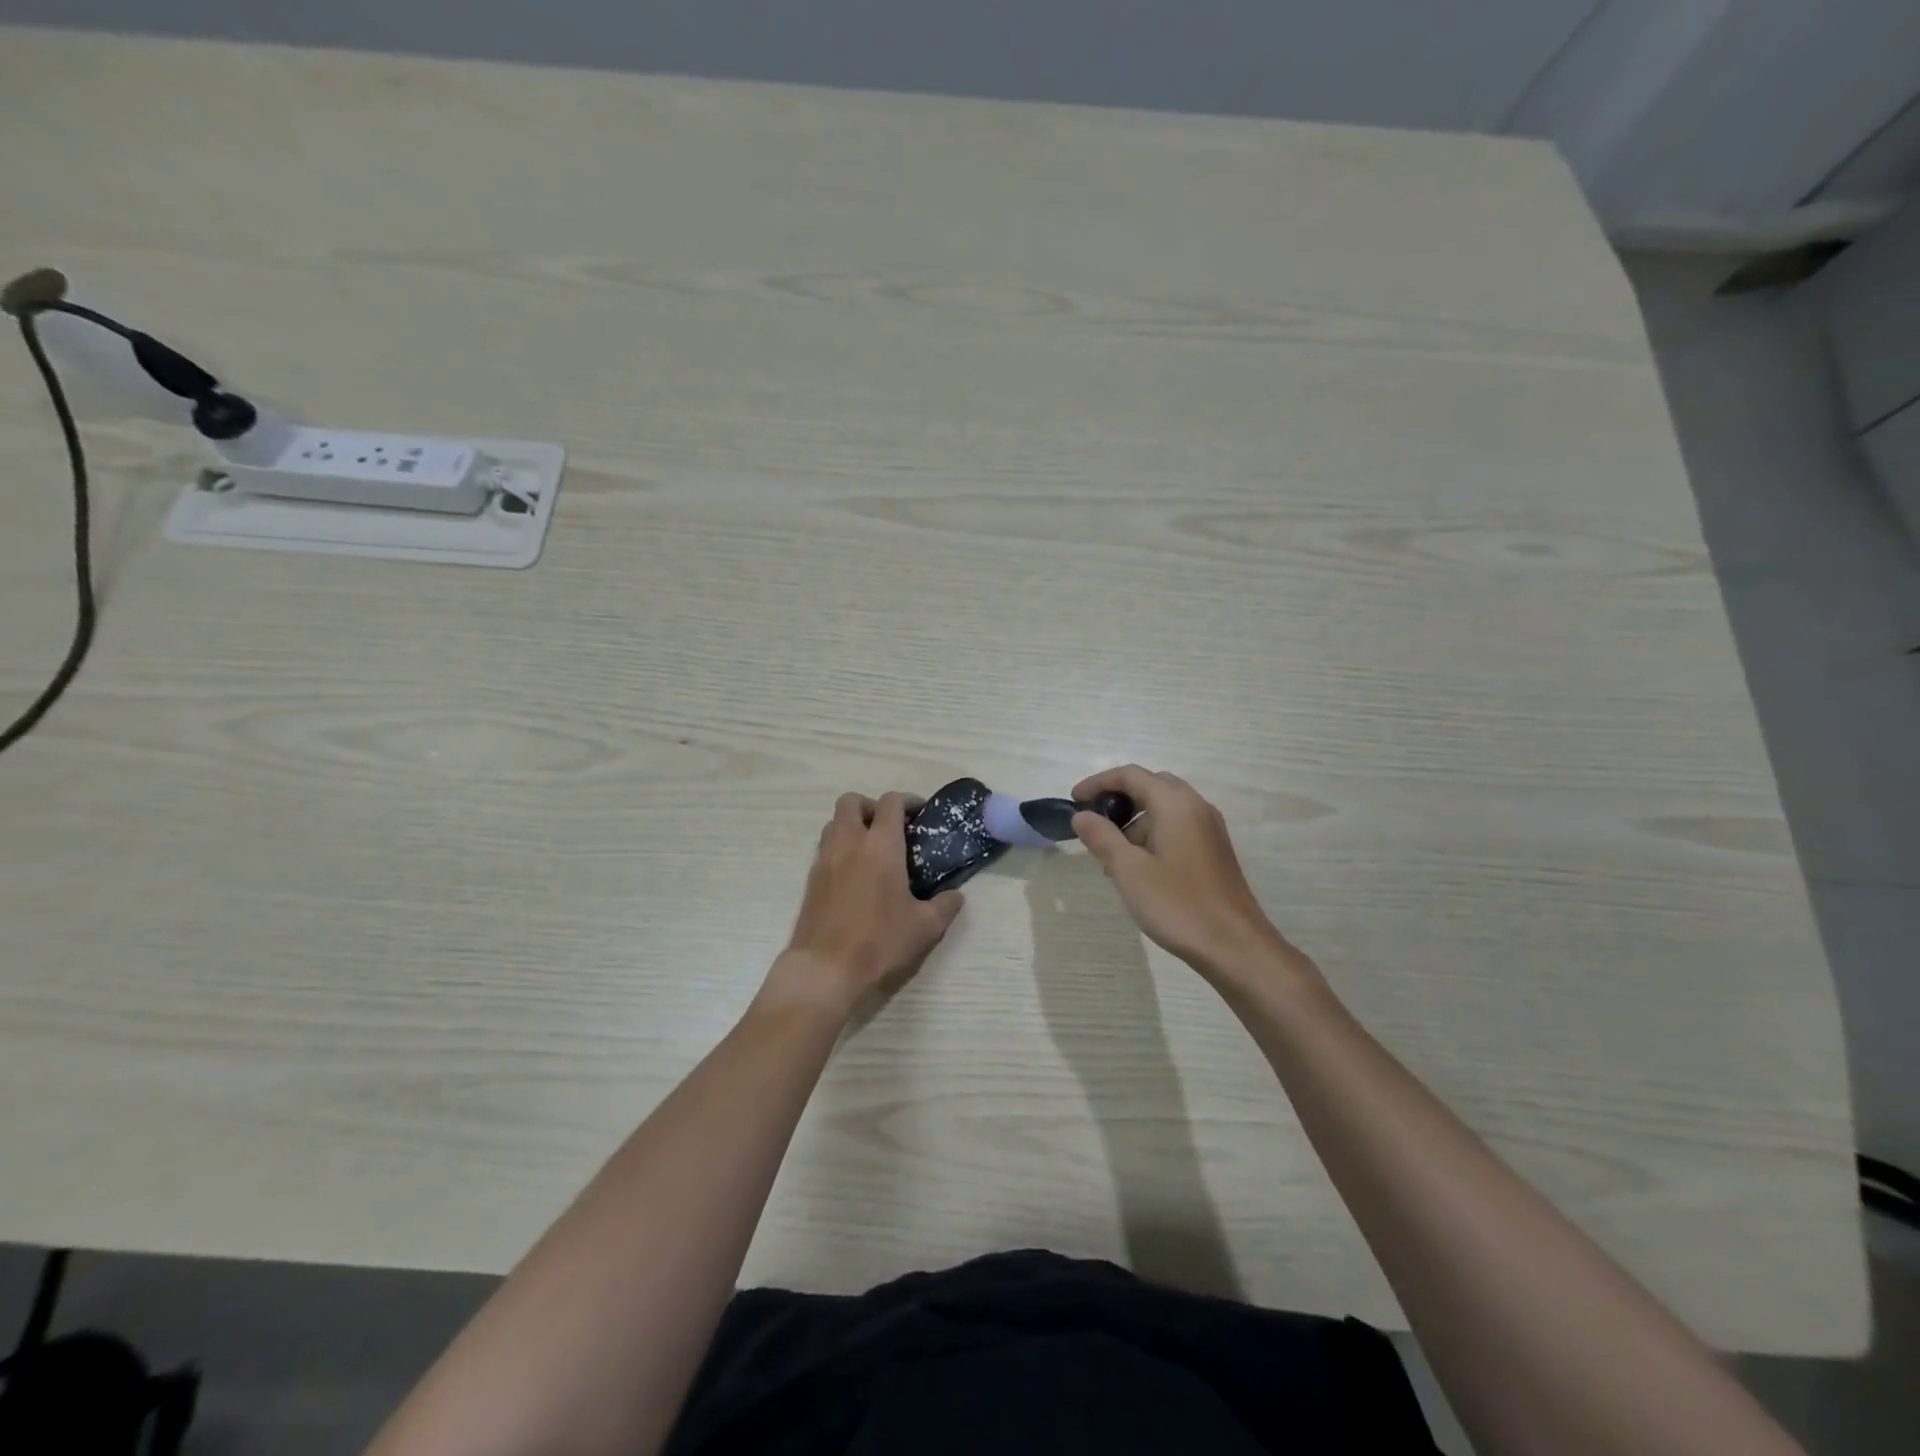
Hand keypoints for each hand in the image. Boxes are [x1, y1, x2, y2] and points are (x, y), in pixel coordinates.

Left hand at [765, 792, 965, 1016]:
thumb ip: (945, 906)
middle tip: (889, 828)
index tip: (919, 813)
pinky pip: (825, 848)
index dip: (907, 800)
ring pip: (834, 823)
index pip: (891, 802)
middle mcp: (849, 843)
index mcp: (881, 846)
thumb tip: (956, 895)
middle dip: (871, 806)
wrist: (825, 969)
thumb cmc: (879, 942)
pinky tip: (855, 875)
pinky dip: (840, 848)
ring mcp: (825, 860)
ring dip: (852, 825)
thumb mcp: (925, 927)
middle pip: (851, 801)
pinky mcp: (811, 879)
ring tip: (871, 849)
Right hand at [1071, 765, 1305, 983]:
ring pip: (1164, 809)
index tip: (1074, 801)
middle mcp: (1196, 807)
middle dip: (1118, 800)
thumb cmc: (1178, 904)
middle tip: (1093, 824)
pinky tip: (1137, 869)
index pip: (1131, 775)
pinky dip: (1152, 836)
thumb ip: (1102, 837)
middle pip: (1150, 786)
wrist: (1235, 946)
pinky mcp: (1213, 851)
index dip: (1099, 783)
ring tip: (1110, 857)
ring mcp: (1209, 829)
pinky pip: (1176, 828)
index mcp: (1175, 804)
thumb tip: (1082, 815)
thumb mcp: (1128, 870)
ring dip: (1134, 822)